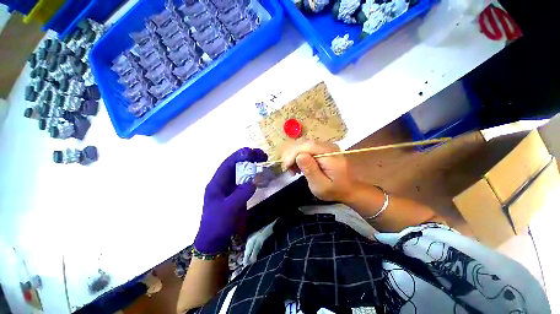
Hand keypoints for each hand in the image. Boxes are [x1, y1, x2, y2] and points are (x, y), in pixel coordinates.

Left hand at [194, 148, 267, 253]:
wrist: (213, 241)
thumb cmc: (218, 223)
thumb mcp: (230, 208)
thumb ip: (243, 192)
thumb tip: (256, 178)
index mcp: (216, 183)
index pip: (228, 163)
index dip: (241, 155)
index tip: (256, 152)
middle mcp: (221, 185)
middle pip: (234, 167)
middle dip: (247, 159)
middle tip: (263, 157)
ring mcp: (227, 192)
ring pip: (239, 175)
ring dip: (250, 169)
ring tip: (263, 164)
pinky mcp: (233, 200)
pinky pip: (242, 186)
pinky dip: (251, 181)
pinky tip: (259, 179)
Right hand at [281, 140, 353, 201]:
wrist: (349, 189)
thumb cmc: (335, 190)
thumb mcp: (321, 185)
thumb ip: (311, 170)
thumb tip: (299, 156)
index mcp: (329, 154)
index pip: (307, 146)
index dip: (293, 154)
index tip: (286, 167)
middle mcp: (328, 145)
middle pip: (304, 143)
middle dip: (292, 154)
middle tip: (288, 169)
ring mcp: (326, 146)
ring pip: (304, 144)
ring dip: (295, 155)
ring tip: (293, 170)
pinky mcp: (324, 149)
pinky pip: (308, 148)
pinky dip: (300, 155)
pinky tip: (299, 166)